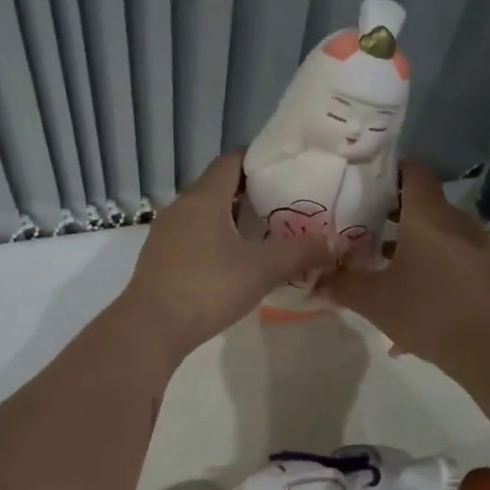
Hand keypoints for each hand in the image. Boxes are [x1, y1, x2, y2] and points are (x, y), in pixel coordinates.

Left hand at [118, 152, 336, 361]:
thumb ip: (300, 252)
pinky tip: (232, 261)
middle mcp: (181, 206)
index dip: (260, 160)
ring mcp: (165, 232)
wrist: (151, 328)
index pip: (233, 160)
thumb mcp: (261, 270)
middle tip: (285, 205)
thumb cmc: (208, 288)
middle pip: (219, 186)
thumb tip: (337, 242)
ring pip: (204, 213)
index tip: (288, 171)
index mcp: (204, 197)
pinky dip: (214, 238)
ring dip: (231, 218)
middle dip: (251, 192)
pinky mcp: (159, 257)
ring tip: (264, 234)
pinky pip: (192, 235)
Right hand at [320, 161, 489, 380]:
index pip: (413, 172)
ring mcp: (483, 249)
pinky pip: (459, 266)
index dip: (390, 172)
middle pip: (426, 208)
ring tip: (389, 277)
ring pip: (442, 240)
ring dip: (416, 251)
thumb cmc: (430, 313)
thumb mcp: (375, 302)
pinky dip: (437, 277)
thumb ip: (343, 287)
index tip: (366, 186)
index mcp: (429, 218)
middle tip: (366, 235)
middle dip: (395, 219)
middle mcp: (459, 224)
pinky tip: (420, 313)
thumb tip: (318, 280)